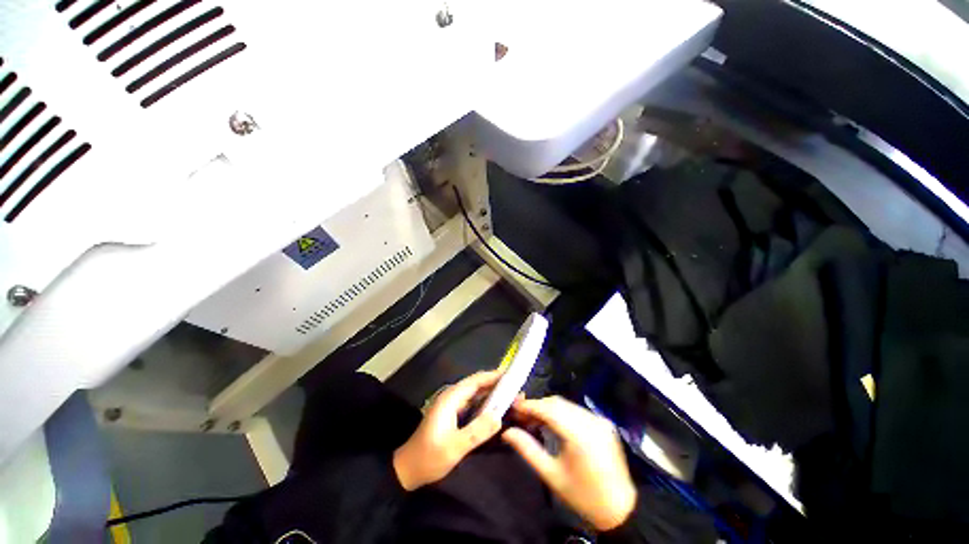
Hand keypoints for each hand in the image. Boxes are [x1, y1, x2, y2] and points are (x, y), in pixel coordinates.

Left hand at [393, 370, 502, 489]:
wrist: (408, 469)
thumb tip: (499, 416)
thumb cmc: (429, 457)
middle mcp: (452, 396)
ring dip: (492, 393)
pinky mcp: (453, 413)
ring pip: (475, 393)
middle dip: (496, 384)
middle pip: (477, 384)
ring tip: (511, 396)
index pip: (476, 381)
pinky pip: (472, 402)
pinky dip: (485, 402)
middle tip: (517, 388)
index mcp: (451, 398)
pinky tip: (496, 409)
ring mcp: (452, 405)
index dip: (493, 376)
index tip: (511, 375)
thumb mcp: (454, 447)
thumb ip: (476, 431)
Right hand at [502, 396, 636, 530]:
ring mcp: (598, 419)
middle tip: (521, 415)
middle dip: (537, 406)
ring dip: (548, 408)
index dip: (530, 405)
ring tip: (534, 419)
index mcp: (579, 435)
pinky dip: (561, 412)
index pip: (548, 410)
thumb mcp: (551, 475)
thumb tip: (507, 432)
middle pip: (557, 403)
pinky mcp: (603, 422)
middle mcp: (590, 421)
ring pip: (566, 404)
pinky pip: (576, 410)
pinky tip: (553, 423)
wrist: (620, 508)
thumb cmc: (582, 496)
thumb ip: (528, 450)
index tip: (513, 407)